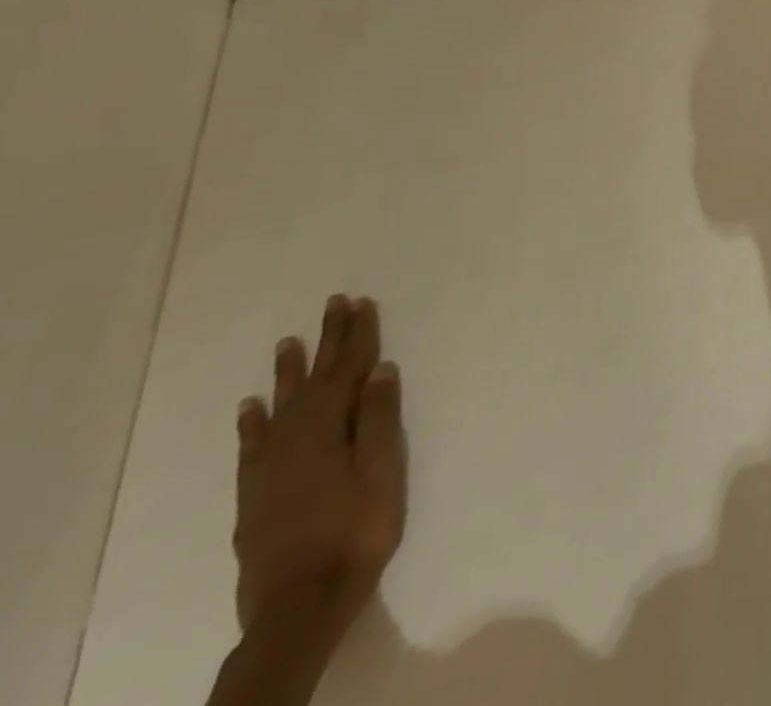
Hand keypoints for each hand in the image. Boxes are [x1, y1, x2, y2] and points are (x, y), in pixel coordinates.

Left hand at [234, 296, 406, 636]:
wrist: (301, 604)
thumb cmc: (357, 529)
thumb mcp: (383, 471)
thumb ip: (378, 419)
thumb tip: (380, 369)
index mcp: (329, 430)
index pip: (348, 370)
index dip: (358, 335)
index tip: (361, 302)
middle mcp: (294, 440)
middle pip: (316, 380)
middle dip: (328, 340)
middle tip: (334, 303)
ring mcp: (269, 468)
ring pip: (281, 406)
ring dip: (289, 372)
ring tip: (289, 342)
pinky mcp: (255, 494)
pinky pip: (252, 446)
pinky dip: (252, 422)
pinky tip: (251, 406)